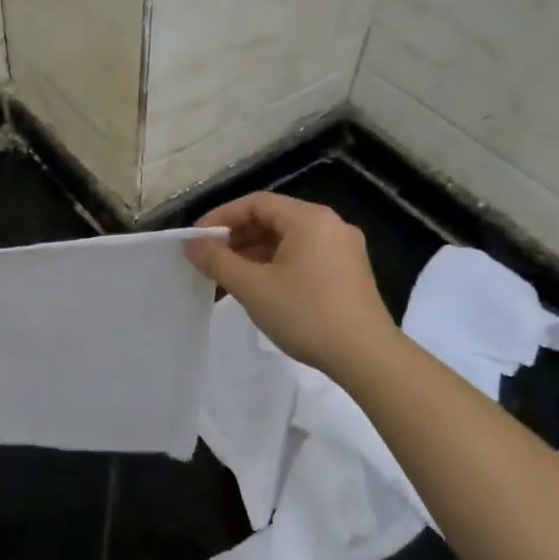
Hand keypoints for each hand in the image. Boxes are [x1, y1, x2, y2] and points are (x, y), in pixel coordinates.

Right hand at [186, 192, 398, 375]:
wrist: (366, 356)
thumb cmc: (306, 314)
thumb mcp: (253, 287)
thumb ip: (217, 261)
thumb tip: (192, 245)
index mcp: (309, 218)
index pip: (256, 203)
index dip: (221, 217)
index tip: (197, 240)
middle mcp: (330, 224)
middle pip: (273, 218)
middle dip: (237, 237)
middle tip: (210, 259)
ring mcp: (343, 248)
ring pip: (288, 239)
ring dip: (255, 253)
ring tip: (229, 276)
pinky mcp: (348, 271)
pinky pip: (304, 255)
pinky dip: (277, 264)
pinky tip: (260, 287)